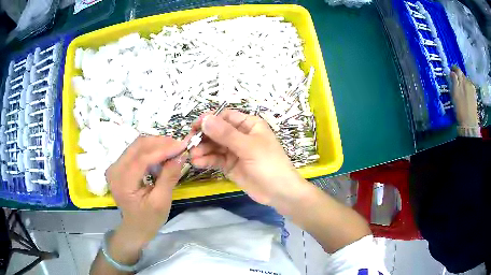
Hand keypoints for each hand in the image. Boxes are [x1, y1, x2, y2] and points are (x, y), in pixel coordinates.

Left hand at [105, 136, 186, 248]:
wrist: (135, 227)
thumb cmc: (148, 219)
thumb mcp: (161, 202)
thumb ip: (169, 178)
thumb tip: (180, 156)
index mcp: (122, 183)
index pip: (142, 158)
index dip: (163, 149)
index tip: (182, 146)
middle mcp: (114, 170)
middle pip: (138, 146)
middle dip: (160, 143)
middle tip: (179, 146)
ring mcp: (115, 166)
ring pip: (137, 145)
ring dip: (156, 145)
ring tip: (173, 151)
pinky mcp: (119, 165)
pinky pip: (136, 151)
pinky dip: (151, 150)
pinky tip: (162, 157)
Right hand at [189, 109, 308, 211]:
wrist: (279, 193)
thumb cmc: (269, 164)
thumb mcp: (249, 147)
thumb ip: (226, 134)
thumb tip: (205, 119)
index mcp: (249, 125)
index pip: (225, 117)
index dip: (209, 120)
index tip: (194, 127)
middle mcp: (240, 135)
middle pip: (217, 132)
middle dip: (203, 137)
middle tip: (189, 144)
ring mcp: (235, 151)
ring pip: (214, 146)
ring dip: (202, 150)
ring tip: (192, 156)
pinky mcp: (230, 165)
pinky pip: (216, 159)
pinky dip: (206, 160)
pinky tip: (197, 163)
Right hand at [450, 67, 478, 127]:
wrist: (470, 123)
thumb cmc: (460, 109)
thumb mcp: (454, 94)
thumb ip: (454, 81)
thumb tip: (452, 72)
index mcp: (462, 80)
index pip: (457, 69)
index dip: (453, 69)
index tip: (450, 71)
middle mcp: (468, 81)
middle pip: (462, 75)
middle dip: (459, 76)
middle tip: (455, 81)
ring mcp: (472, 89)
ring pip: (466, 81)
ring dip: (463, 83)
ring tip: (461, 89)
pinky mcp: (475, 96)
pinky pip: (470, 87)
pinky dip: (467, 88)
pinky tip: (466, 94)